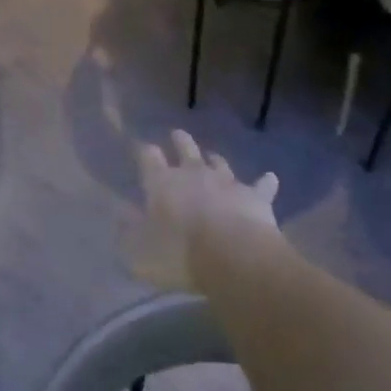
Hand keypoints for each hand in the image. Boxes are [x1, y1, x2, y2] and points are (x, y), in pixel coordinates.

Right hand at [123, 130, 280, 291]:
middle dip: (180, 141)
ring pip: (219, 163)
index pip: (148, 158)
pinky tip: (270, 178)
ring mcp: (226, 182)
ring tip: (213, 156)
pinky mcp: (255, 196)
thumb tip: (119, 218)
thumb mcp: (139, 253)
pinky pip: (262, 185)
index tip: (144, 148)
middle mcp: (193, 174)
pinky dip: (265, 182)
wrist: (233, 257)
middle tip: (177, 133)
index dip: (145, 152)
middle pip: (185, 149)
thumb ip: (128, 234)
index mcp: (161, 183)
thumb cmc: (179, 254)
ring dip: (215, 159)